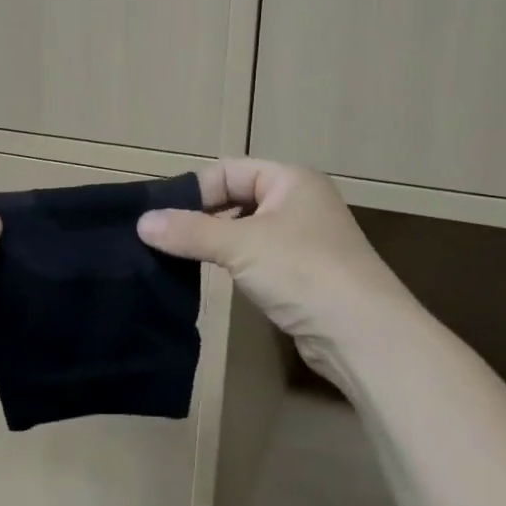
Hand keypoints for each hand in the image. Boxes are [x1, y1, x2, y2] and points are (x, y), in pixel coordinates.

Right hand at [138, 159, 408, 384]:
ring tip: (179, 258)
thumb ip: (189, 232)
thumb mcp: (240, 245)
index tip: (159, 217)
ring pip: (246, 230)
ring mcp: (304, 239)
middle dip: (202, 217)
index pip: (229, 171)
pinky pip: (257, 257)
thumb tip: (142, 223)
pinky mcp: (302, 273)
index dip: (194, 190)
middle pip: (236, 199)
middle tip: (163, 239)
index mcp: (291, 180)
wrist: (363, 334)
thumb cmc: (303, 271)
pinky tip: (215, 278)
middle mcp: (299, 202)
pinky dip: (234, 263)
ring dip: (216, 242)